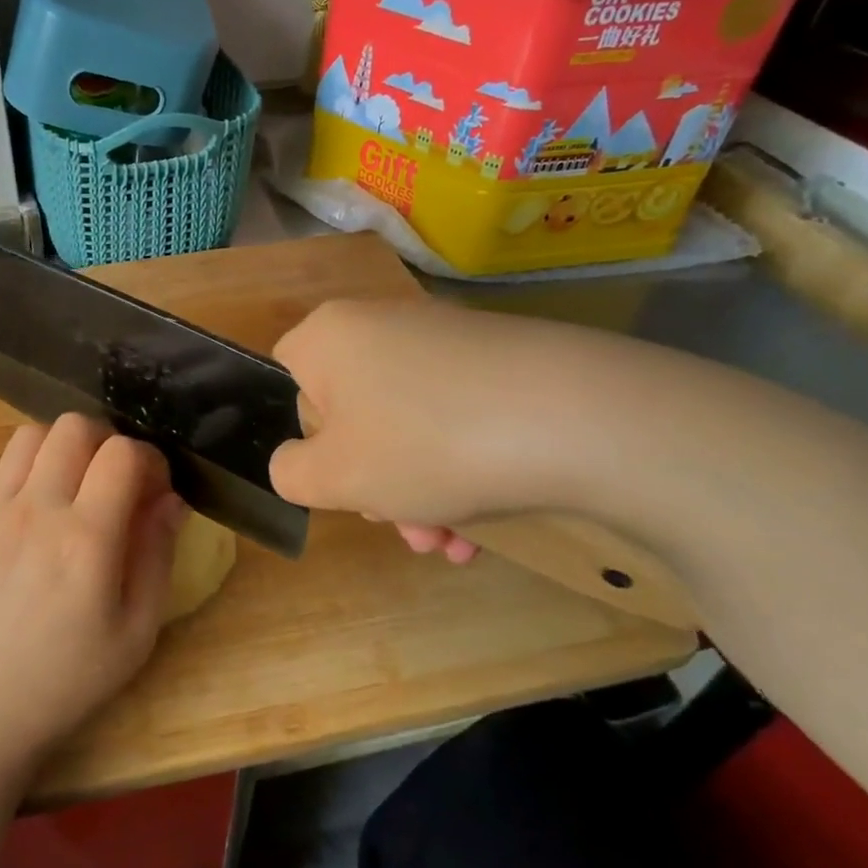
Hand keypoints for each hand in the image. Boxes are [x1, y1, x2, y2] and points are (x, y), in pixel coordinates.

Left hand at [0, 414, 187, 783]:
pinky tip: (41, 510)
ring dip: (65, 447)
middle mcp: (37, 511)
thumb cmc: (66, 680)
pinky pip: (4, 466)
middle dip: (109, 442)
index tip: (155, 491)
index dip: (150, 460)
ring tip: (77, 487)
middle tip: (118, 483)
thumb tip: (171, 500)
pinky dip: (32, 467)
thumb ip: (157, 556)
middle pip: (75, 426)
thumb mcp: (135, 633)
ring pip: (33, 434)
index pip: (123, 454)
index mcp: (85, 540)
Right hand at [267, 298, 595, 556]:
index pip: (287, 383)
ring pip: (406, 425)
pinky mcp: (499, 360)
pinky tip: (481, 528)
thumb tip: (296, 462)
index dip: (303, 439)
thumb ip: (289, 472)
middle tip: (399, 525)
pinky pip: (455, 418)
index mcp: (329, 337)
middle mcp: (382, 324)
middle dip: (372, 481)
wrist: (580, 416)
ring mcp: (445, 339)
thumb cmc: (425, 443)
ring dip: (417, 491)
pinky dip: (458, 469)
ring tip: (448, 542)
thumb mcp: (334, 476)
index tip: (336, 478)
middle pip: (353, 414)